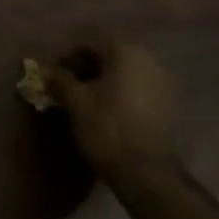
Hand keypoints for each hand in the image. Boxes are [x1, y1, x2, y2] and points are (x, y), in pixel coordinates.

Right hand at [46, 38, 182, 185]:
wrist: (148, 174)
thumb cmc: (107, 128)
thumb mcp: (75, 102)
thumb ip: (59, 80)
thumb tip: (45, 69)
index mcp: (125, 51)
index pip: (89, 44)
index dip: (67, 58)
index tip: (54, 77)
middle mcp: (150, 59)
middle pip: (110, 56)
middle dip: (88, 69)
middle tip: (69, 88)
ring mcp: (166, 82)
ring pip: (126, 73)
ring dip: (105, 82)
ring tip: (88, 102)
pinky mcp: (172, 105)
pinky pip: (140, 89)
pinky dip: (123, 95)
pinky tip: (111, 113)